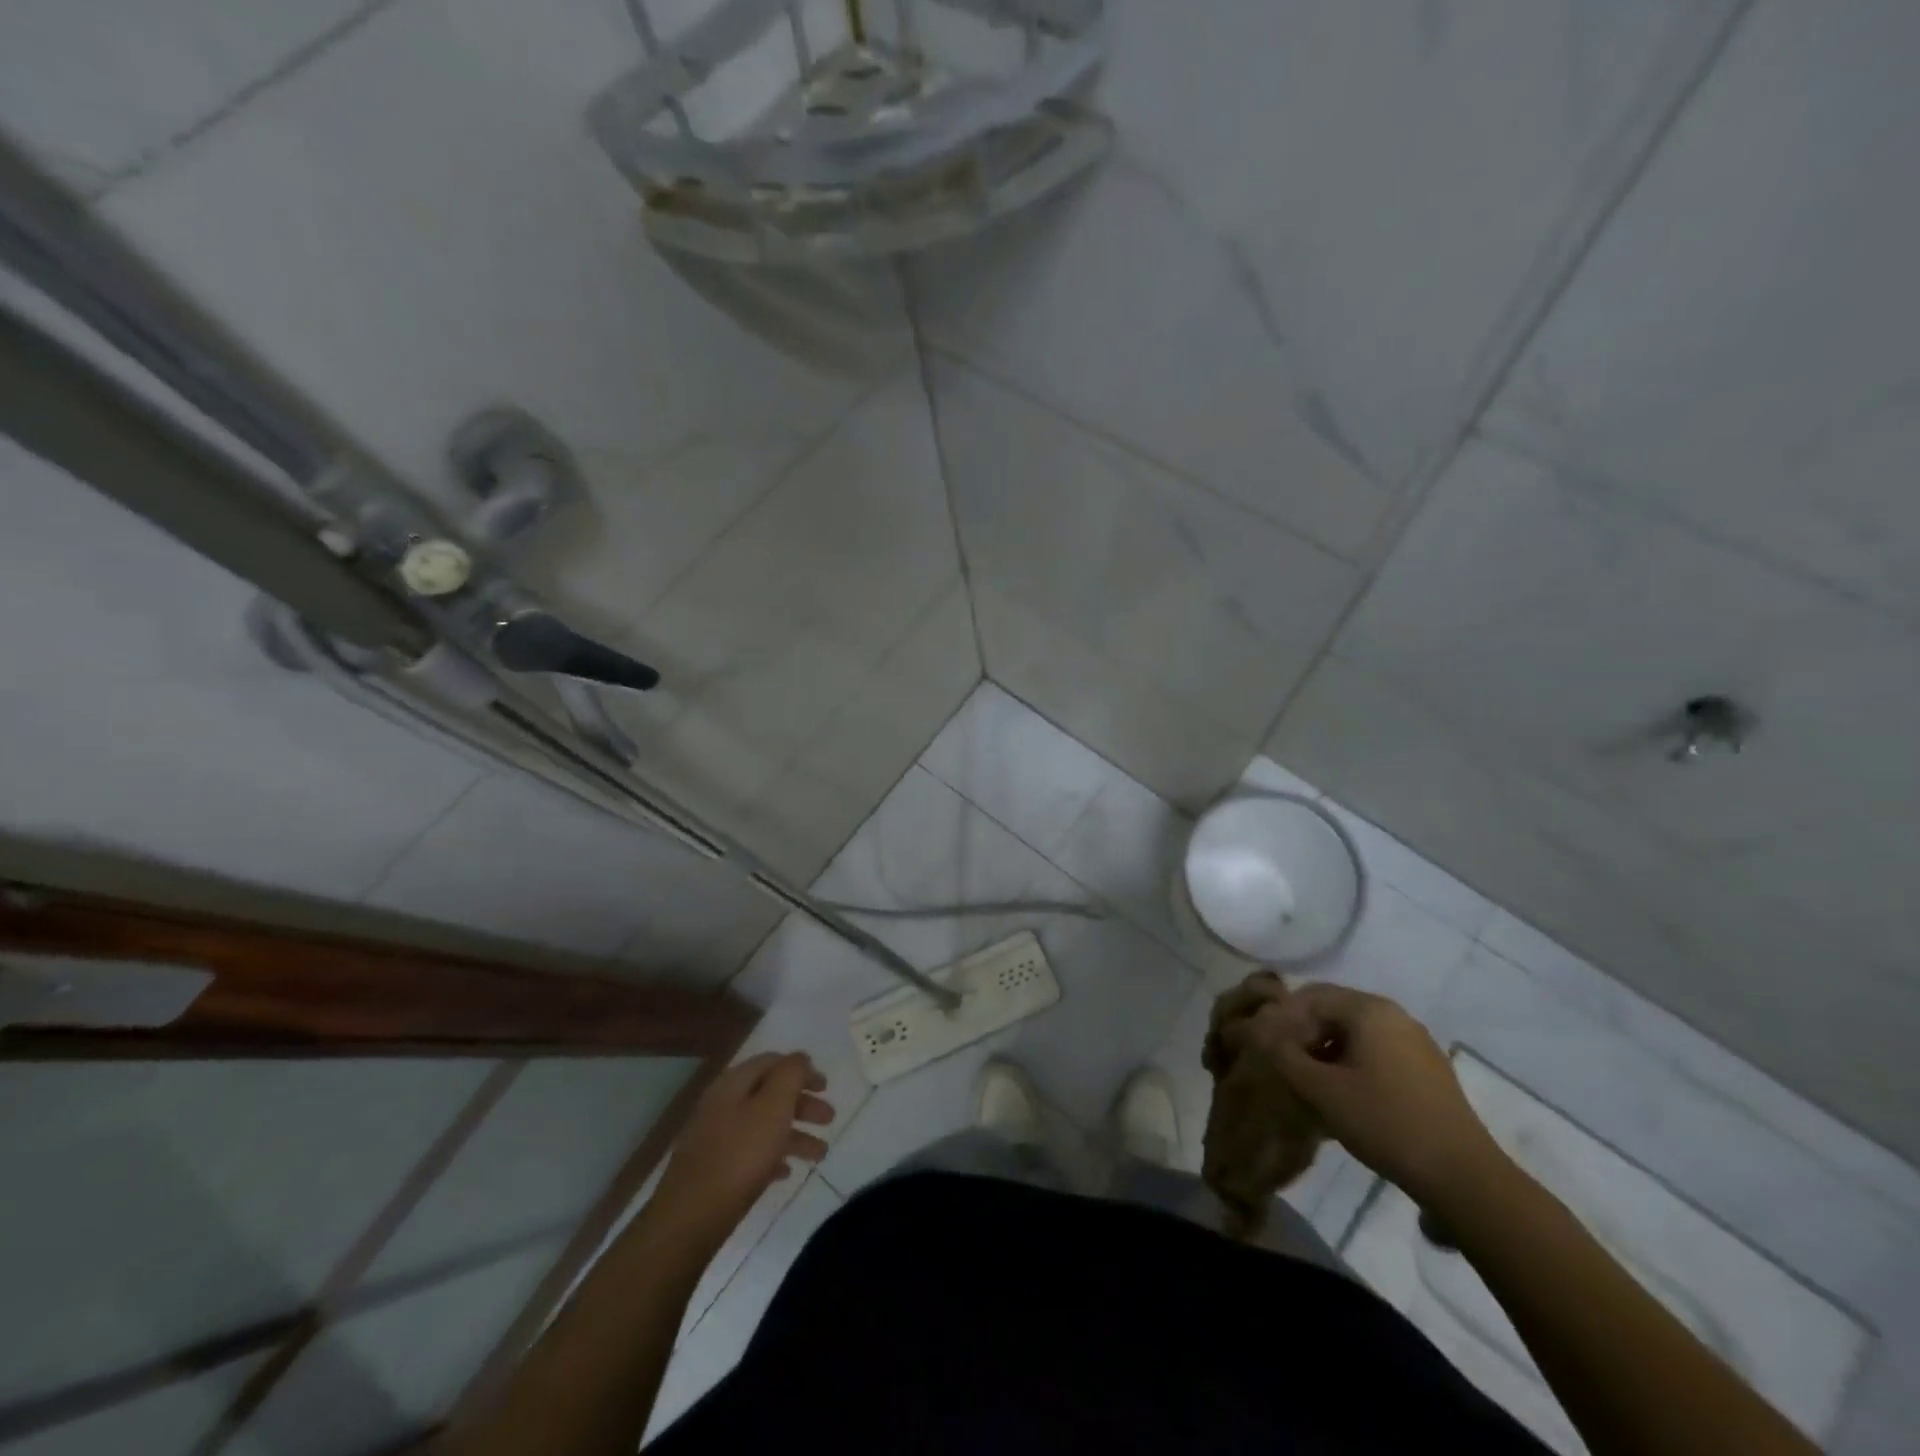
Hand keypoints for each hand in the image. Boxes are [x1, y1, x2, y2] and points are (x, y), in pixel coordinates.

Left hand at [652, 1052, 833, 1242]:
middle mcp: (721, 1104)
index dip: (802, 1070)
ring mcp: (714, 1138)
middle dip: (802, 1104)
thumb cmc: (739, 1157)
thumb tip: (800, 1058)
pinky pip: (749, 1153)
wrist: (689, 1220)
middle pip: (769, 1094)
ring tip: (820, 1154)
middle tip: (829, 1119)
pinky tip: (785, 1173)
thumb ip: (790, 1075)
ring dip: (794, 1134)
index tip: (826, 1087)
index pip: (773, 1062)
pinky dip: (772, 1156)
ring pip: (762, 1126)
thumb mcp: (773, 1106)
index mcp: (733, 1083)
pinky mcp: (712, 1169)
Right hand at [1228, 978, 1502, 1207]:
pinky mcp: (1427, 1069)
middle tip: (1283, 1065)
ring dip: (1325, 1051)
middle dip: (1302, 1034)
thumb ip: (1282, 1054)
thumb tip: (1254, 1029)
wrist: (1464, 1178)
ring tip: (1308, 1083)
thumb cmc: (1386, 1123)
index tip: (1265, 1048)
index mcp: (1369, 1009)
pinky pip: (1376, 1051)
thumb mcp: (1322, 1090)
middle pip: (1332, 1011)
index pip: (1310, 996)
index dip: (1281, 1018)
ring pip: (1354, 1033)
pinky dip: (1350, 1063)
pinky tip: (1343, 1095)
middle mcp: (1394, 1015)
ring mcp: (1415, 1042)